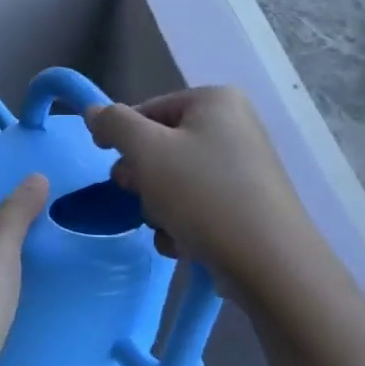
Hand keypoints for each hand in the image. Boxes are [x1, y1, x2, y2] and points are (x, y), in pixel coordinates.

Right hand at [87, 87, 308, 295]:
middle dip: (143, 178)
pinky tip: (185, 244)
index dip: (122, 137)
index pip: (148, 110)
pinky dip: (183, 224)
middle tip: (140, 196)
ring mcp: (244, 168)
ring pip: (175, 180)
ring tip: (168, 227)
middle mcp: (234, 127)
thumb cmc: (204, 195)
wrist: (270, 264)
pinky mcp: (247, 206)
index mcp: (215, 101)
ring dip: (159, 206)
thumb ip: (114, 124)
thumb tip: (94, 111)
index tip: (110, 165)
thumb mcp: (147, 151)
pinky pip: (198, 206)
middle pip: (161, 146)